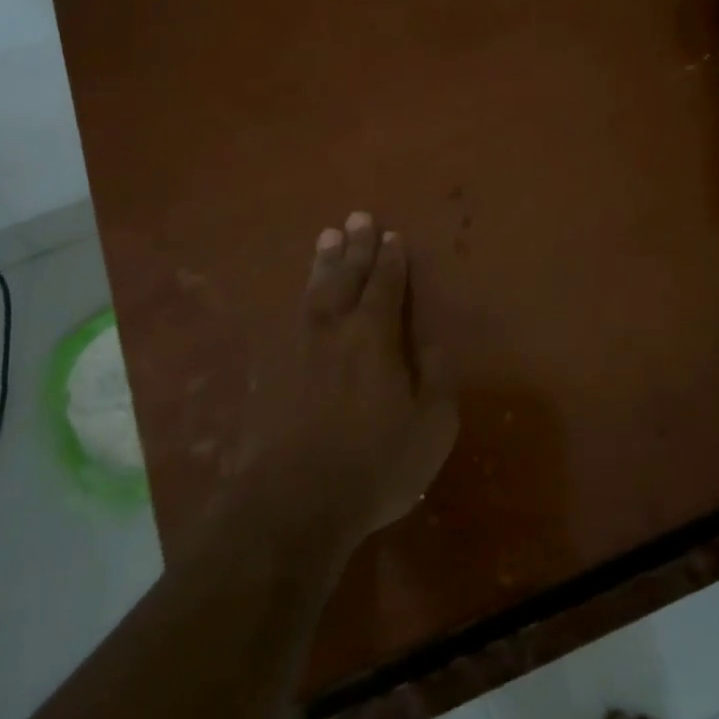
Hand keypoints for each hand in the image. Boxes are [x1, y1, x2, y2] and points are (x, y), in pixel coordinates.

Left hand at [233, 212, 458, 555]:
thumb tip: (434, 341)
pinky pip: (296, 317)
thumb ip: (437, 376)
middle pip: (347, 278)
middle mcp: (338, 331)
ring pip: (316, 292)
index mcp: (375, 337)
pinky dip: (304, 296)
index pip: (386, 287)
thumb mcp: (432, 425)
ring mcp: (304, 349)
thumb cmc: (377, 462)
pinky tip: (305, 294)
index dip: (391, 261)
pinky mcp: (281, 372)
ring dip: (325, 262)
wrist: (298, 501)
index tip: (392, 236)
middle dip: (355, 248)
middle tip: (357, 217)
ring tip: (328, 236)